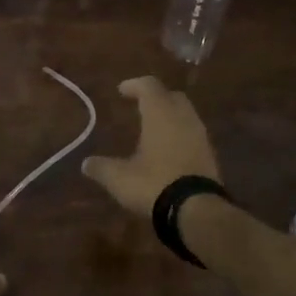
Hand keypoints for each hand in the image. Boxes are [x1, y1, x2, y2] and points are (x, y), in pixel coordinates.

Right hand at [80, 76, 221, 217]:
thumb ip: (102, 168)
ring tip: (154, 128)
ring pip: (186, 114)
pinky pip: (193, 134)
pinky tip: (169, 150)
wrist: (196, 210)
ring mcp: (200, 135)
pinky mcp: (210, 154)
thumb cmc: (154, 184)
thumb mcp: (120, 178)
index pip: (149, 86)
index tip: (121, 90)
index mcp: (160, 114)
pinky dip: (180, 134)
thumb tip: (85, 163)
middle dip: (156, 97)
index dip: (134, 85)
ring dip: (170, 116)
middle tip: (140, 105)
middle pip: (172, 96)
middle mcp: (183, 118)